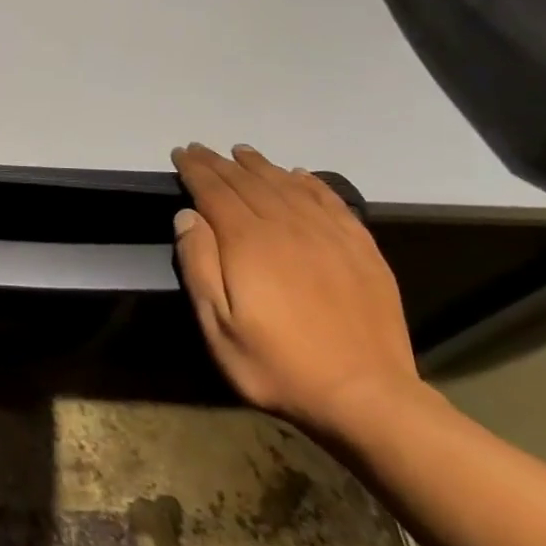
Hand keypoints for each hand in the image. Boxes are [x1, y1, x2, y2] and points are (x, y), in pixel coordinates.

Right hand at [170, 143, 420, 436]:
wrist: (366, 396)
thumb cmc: (277, 364)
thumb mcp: (218, 325)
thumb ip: (198, 265)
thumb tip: (187, 215)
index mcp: (249, 242)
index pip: (215, 191)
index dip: (195, 170)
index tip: (180, 153)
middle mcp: (288, 226)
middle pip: (248, 182)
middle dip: (220, 163)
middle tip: (201, 149)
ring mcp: (329, 236)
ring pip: (287, 185)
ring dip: (260, 166)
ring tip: (241, 152)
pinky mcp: (361, 250)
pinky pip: (331, 202)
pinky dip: (311, 183)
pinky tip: (299, 175)